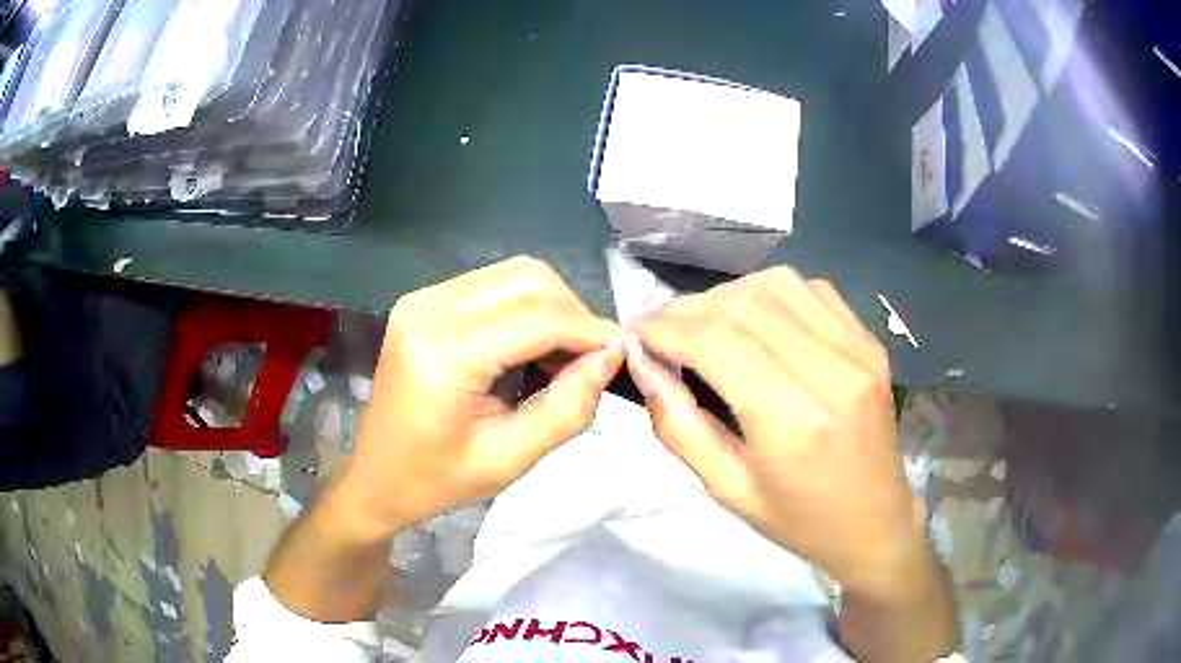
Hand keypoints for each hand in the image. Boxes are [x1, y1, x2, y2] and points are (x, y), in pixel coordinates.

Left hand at [340, 257, 623, 536]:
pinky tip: (528, 346)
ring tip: (560, 356)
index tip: (623, 353)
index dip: (590, 331)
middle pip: (528, 279)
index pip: (538, 318)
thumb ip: (568, 407)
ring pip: (513, 274)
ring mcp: (421, 299)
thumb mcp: (511, 458)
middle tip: (588, 361)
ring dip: (550, 307)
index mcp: (443, 355)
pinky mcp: (422, 301)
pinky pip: (491, 284)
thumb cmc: (439, 480)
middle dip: (572, 314)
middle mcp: (428, 310)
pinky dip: (524, 307)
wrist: (377, 477)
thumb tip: (610, 355)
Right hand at [627, 267, 924, 602]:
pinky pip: (812, 291)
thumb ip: (678, 425)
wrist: (875, 522)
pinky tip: (756, 321)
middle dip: (690, 308)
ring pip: (778, 284)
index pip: (719, 342)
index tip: (637, 331)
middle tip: (662, 329)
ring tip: (704, 323)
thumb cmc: (798, 520)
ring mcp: (859, 350)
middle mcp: (832, 372)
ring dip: (728, 295)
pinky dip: (771, 294)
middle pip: (746, 304)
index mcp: (793, 422)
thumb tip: (643, 364)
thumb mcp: (726, 489)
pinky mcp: (870, 342)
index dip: (668, 327)